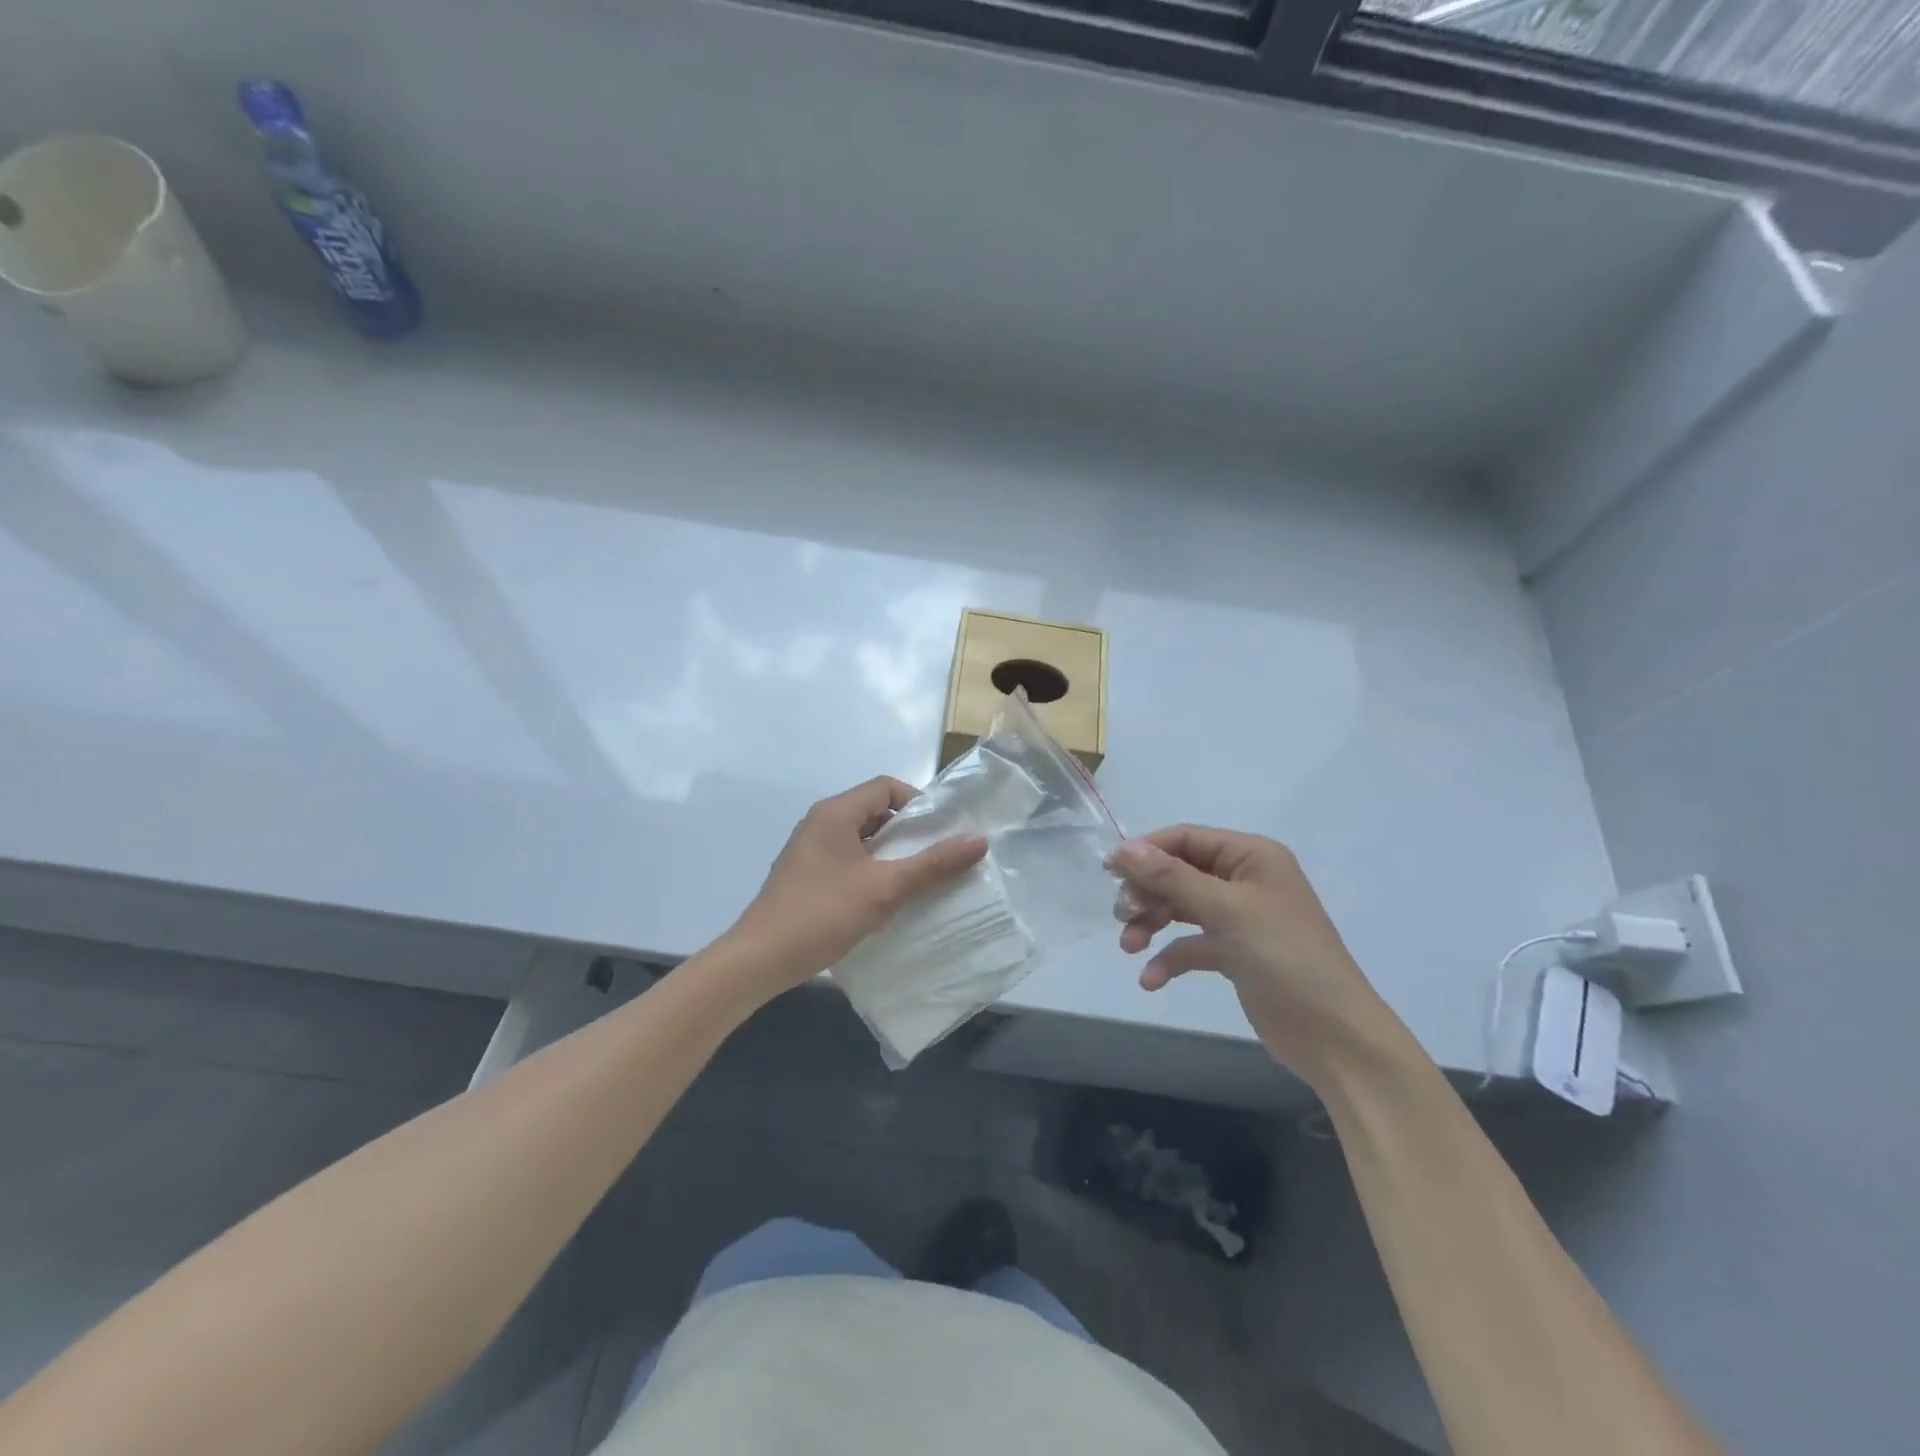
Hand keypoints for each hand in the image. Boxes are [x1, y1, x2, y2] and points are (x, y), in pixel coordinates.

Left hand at [724, 777, 988, 1000]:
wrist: (760, 960)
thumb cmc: (823, 914)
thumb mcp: (885, 888)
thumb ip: (933, 864)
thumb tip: (979, 840)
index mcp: (835, 813)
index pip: (886, 787)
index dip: (918, 803)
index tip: (941, 832)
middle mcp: (820, 822)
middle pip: (874, 811)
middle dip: (908, 831)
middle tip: (936, 857)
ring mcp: (809, 849)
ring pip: (861, 838)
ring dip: (890, 853)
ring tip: (917, 880)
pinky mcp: (805, 874)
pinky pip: (847, 858)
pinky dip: (870, 869)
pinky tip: (884, 898)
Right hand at [1108, 826, 1396, 1089]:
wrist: (1334, 1036)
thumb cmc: (1285, 958)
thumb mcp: (1226, 910)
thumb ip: (1172, 877)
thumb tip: (1123, 848)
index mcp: (1251, 857)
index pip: (1186, 839)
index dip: (1146, 851)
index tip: (1109, 872)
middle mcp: (1245, 880)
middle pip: (1179, 872)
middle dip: (1147, 892)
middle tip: (1121, 915)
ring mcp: (1240, 918)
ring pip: (1180, 908)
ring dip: (1151, 923)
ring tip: (1128, 946)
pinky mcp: (1235, 954)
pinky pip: (1191, 945)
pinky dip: (1169, 958)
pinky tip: (1151, 979)